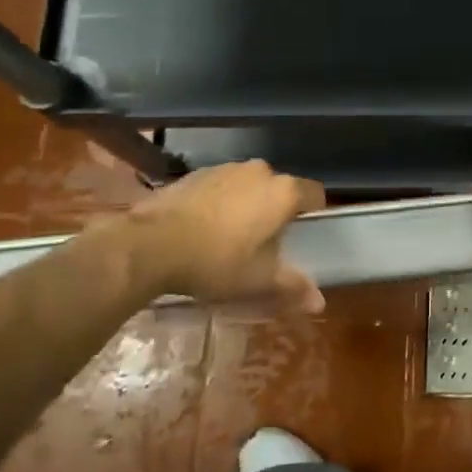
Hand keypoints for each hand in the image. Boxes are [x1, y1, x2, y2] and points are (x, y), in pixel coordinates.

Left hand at [95, 160, 326, 309]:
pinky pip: (221, 186)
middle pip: (280, 189)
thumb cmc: (217, 261)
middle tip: (265, 242)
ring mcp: (226, 168)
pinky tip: (203, 228)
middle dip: (276, 210)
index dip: (313, 212)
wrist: (150, 244)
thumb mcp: (259, 280)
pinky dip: (219, 202)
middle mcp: (259, 171)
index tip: (303, 233)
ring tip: (231, 236)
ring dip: (247, 204)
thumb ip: (293, 286)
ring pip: (249, 185)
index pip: (315, 193)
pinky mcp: (196, 173)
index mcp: (283, 192)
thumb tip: (320, 303)